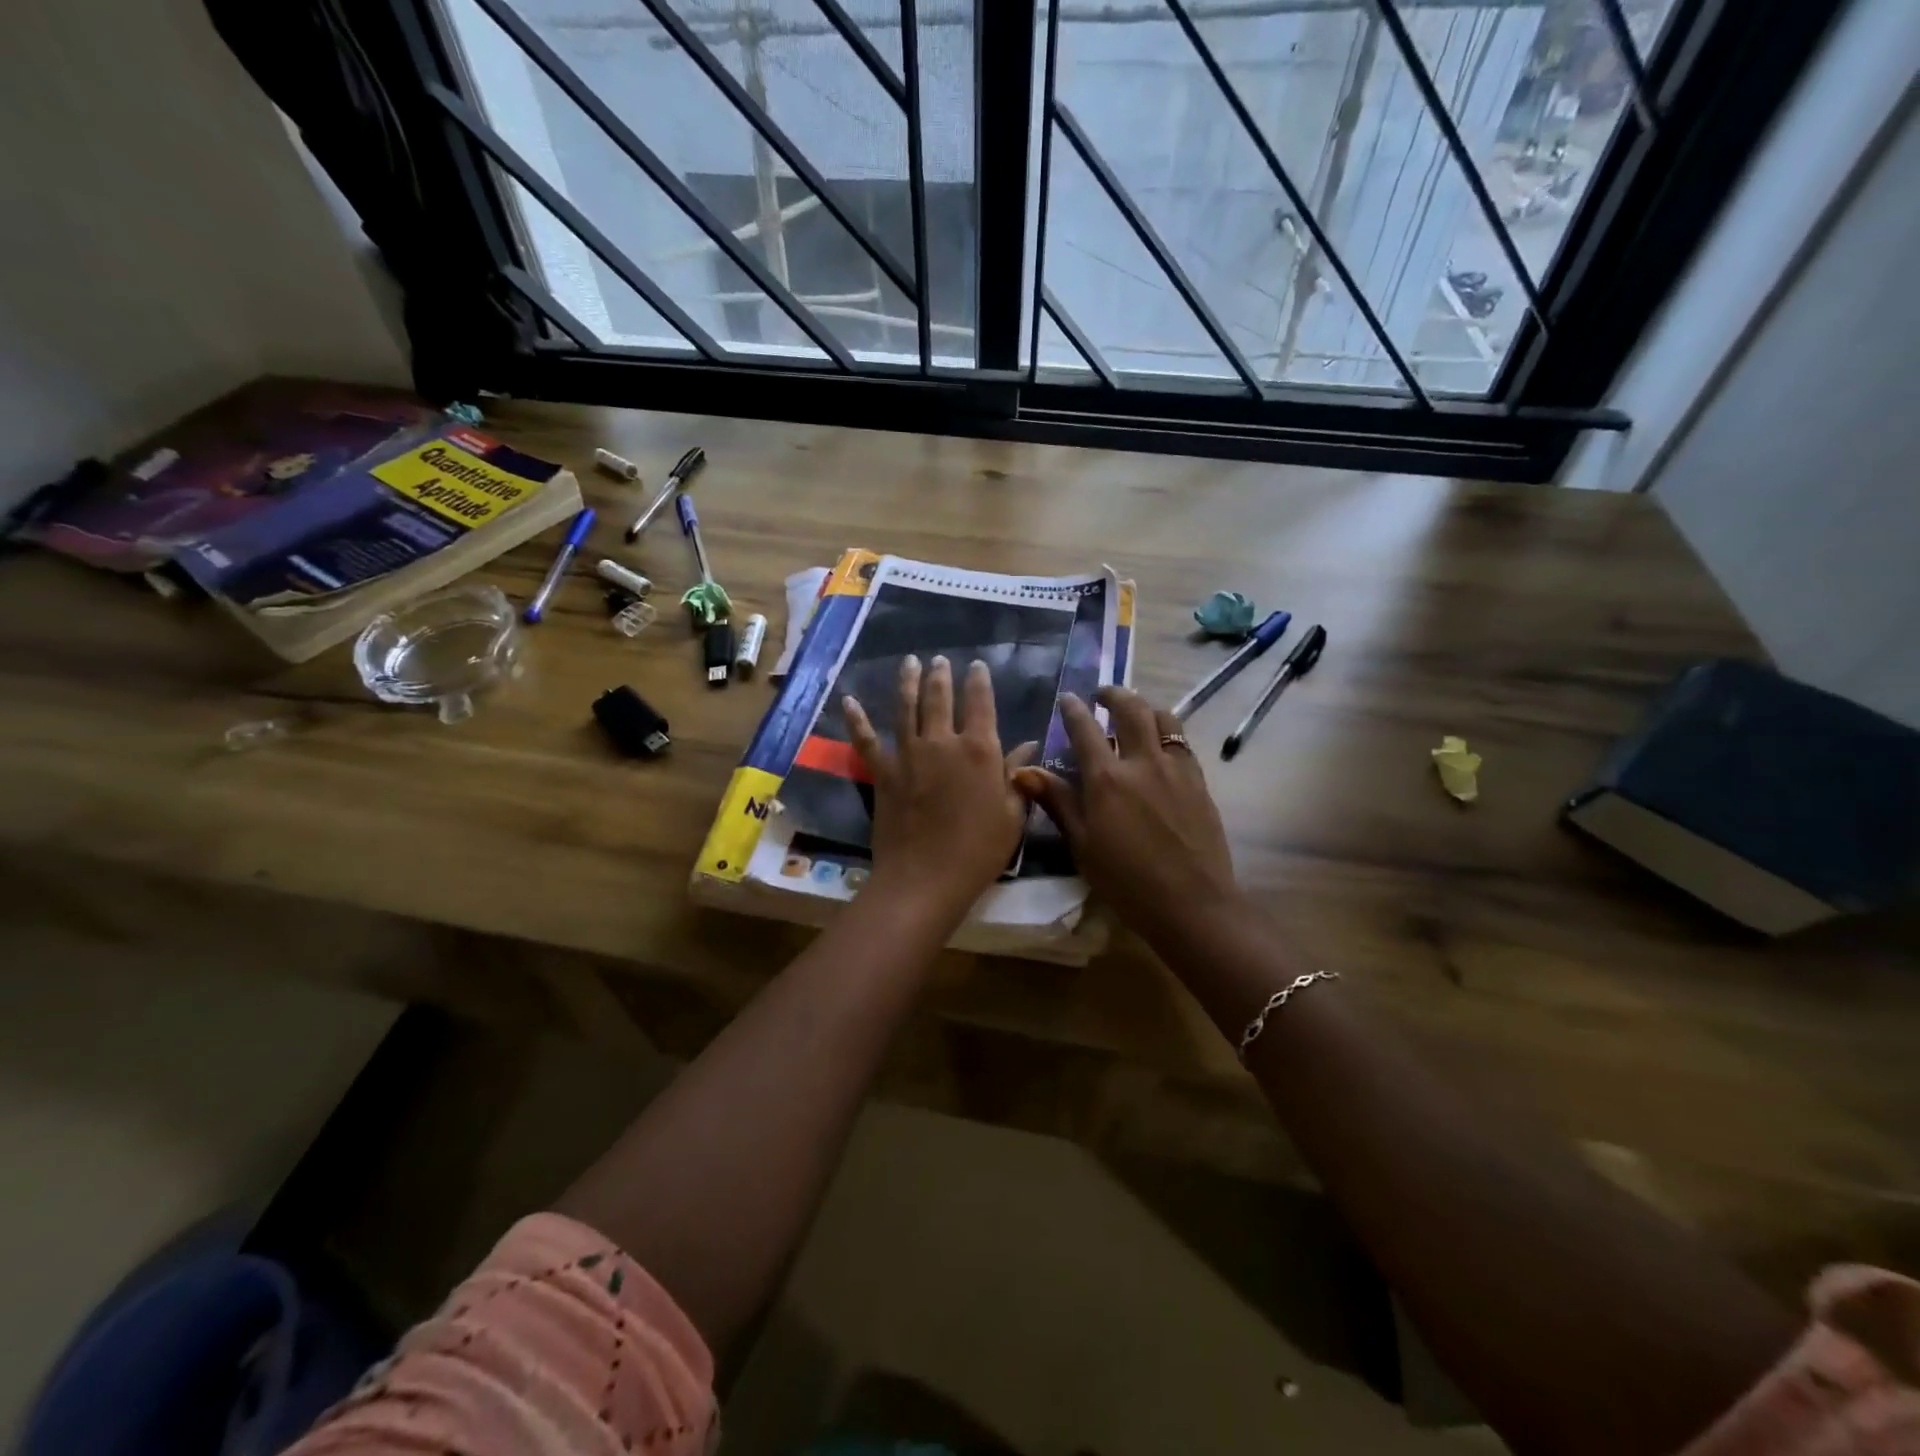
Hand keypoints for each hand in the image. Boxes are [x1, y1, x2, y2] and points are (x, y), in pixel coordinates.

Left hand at [844, 656, 1036, 925]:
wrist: (925, 879)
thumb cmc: (978, 851)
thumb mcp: (1012, 816)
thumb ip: (1018, 777)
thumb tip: (1028, 746)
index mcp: (979, 750)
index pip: (980, 704)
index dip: (979, 682)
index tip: (977, 666)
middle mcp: (942, 743)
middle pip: (940, 699)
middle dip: (941, 676)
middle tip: (939, 660)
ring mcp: (908, 755)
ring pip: (905, 708)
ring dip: (907, 682)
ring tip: (910, 662)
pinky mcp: (882, 773)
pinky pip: (867, 740)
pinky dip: (857, 720)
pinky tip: (849, 701)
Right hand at [1013, 686, 1241, 946]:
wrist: (1192, 904)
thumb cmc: (1126, 882)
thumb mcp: (1082, 845)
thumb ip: (1058, 802)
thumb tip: (1024, 771)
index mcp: (1107, 780)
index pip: (1085, 729)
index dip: (1073, 709)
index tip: (1067, 698)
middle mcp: (1142, 763)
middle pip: (1130, 709)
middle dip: (1114, 694)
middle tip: (1103, 694)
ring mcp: (1175, 769)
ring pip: (1163, 718)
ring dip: (1145, 706)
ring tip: (1135, 712)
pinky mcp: (1198, 781)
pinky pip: (1182, 742)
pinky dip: (1167, 731)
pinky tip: (1160, 744)